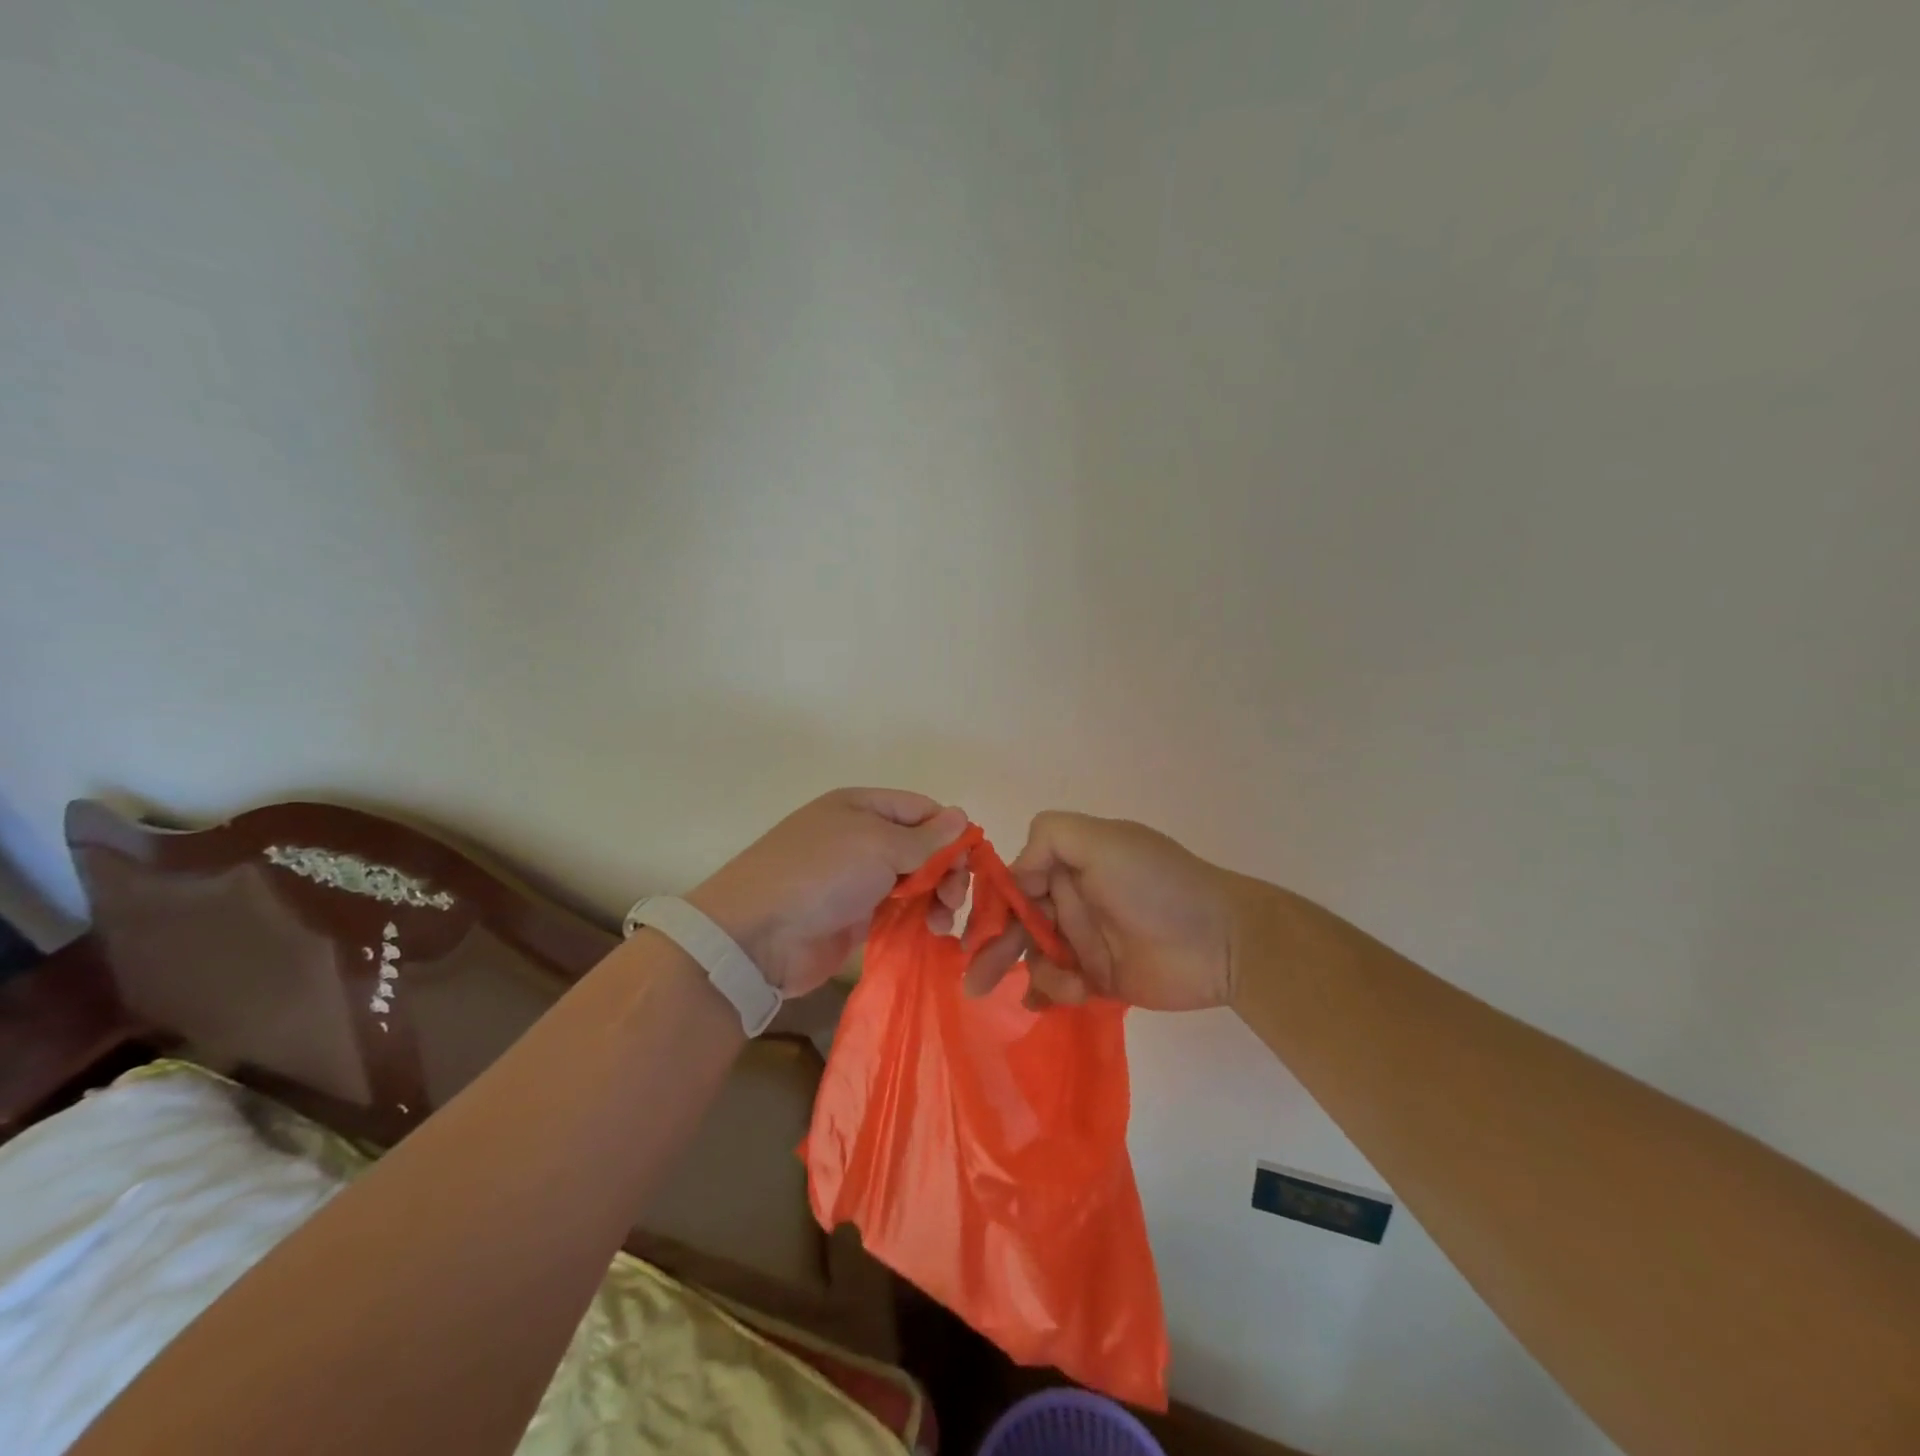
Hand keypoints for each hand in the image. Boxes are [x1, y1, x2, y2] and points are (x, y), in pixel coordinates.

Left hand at [688, 788, 968, 996]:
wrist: (758, 936)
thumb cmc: (821, 875)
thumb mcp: (878, 845)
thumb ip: (925, 837)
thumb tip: (961, 816)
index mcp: (863, 807)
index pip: (922, 810)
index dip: (950, 833)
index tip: (970, 864)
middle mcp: (861, 838)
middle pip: (921, 847)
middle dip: (945, 870)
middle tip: (952, 899)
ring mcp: (857, 879)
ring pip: (913, 881)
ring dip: (935, 898)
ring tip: (940, 922)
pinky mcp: (855, 917)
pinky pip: (897, 912)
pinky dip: (917, 919)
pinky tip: (931, 933)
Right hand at [965, 811, 1248, 1011]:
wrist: (1222, 942)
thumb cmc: (1156, 885)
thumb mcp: (1103, 841)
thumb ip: (1051, 837)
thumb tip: (1016, 873)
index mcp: (1068, 864)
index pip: (1015, 881)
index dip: (994, 905)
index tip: (978, 933)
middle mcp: (1071, 899)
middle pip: (1017, 923)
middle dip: (995, 949)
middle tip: (976, 982)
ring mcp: (1084, 940)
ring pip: (1035, 957)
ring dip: (1036, 973)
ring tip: (1061, 987)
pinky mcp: (1099, 978)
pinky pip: (1059, 987)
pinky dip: (1053, 994)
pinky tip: (1066, 998)